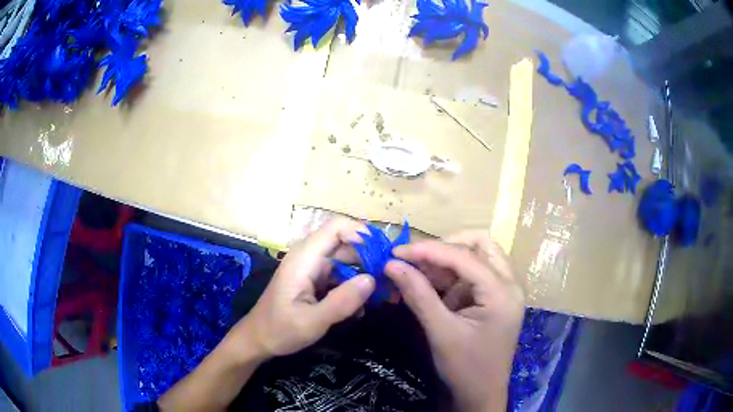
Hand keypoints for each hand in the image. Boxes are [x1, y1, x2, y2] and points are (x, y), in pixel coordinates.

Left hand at [232, 218, 375, 358]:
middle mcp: (309, 257)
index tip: (384, 255)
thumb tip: (372, 279)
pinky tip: (362, 308)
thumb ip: (342, 301)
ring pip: (347, 261)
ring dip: (365, 276)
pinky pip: (341, 276)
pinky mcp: (315, 280)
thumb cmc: (280, 330)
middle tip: (391, 282)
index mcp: (304, 258)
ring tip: (384, 297)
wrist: (259, 340)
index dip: (362, 233)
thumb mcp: (312, 322)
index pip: (336, 227)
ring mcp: (313, 269)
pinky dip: (354, 287)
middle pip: (347, 244)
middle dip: (371, 260)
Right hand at [385, 231, 524, 411]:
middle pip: (480, 245)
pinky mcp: (493, 299)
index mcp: (502, 292)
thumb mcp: (441, 333)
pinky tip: (428, 287)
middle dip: (446, 247)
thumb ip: (418, 296)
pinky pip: (471, 276)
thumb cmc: (466, 368)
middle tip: (415, 259)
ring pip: (476, 257)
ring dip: (446, 262)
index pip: (465, 257)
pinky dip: (449, 277)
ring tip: (415, 273)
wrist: (481, 396)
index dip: (429, 250)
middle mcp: (509, 284)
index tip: (396, 252)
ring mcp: (503, 291)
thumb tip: (391, 265)